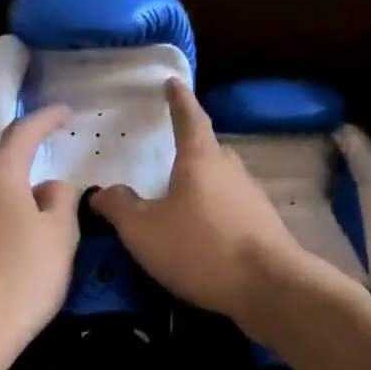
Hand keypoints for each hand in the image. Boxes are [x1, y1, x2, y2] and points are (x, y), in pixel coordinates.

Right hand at [89, 80, 311, 325]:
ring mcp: (252, 198)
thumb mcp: (144, 230)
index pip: (189, 118)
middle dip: (191, 148)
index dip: (178, 100)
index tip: (173, 82)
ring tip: (181, 197)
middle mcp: (231, 170)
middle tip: (170, 151)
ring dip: (203, 183)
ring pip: (222, 181)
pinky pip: (232, 209)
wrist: (268, 287)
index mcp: (201, 159)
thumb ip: (119, 208)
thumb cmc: (200, 247)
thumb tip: (102, 192)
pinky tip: (202, 233)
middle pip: (209, 150)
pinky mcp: (263, 227)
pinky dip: (214, 212)